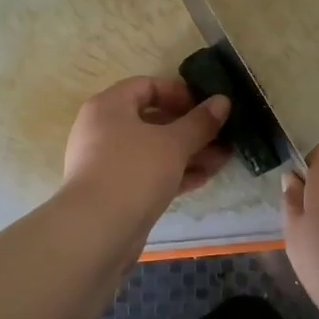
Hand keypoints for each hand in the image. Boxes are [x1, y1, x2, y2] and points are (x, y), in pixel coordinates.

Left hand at [62, 76, 230, 237]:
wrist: (96, 232)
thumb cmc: (133, 171)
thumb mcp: (173, 143)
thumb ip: (200, 122)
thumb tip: (223, 101)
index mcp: (109, 106)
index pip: (147, 86)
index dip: (179, 92)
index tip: (206, 106)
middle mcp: (103, 130)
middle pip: (152, 120)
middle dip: (190, 128)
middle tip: (221, 134)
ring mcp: (108, 163)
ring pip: (154, 150)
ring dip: (188, 152)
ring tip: (223, 158)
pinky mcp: (116, 192)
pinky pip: (149, 173)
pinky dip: (174, 173)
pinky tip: (204, 177)